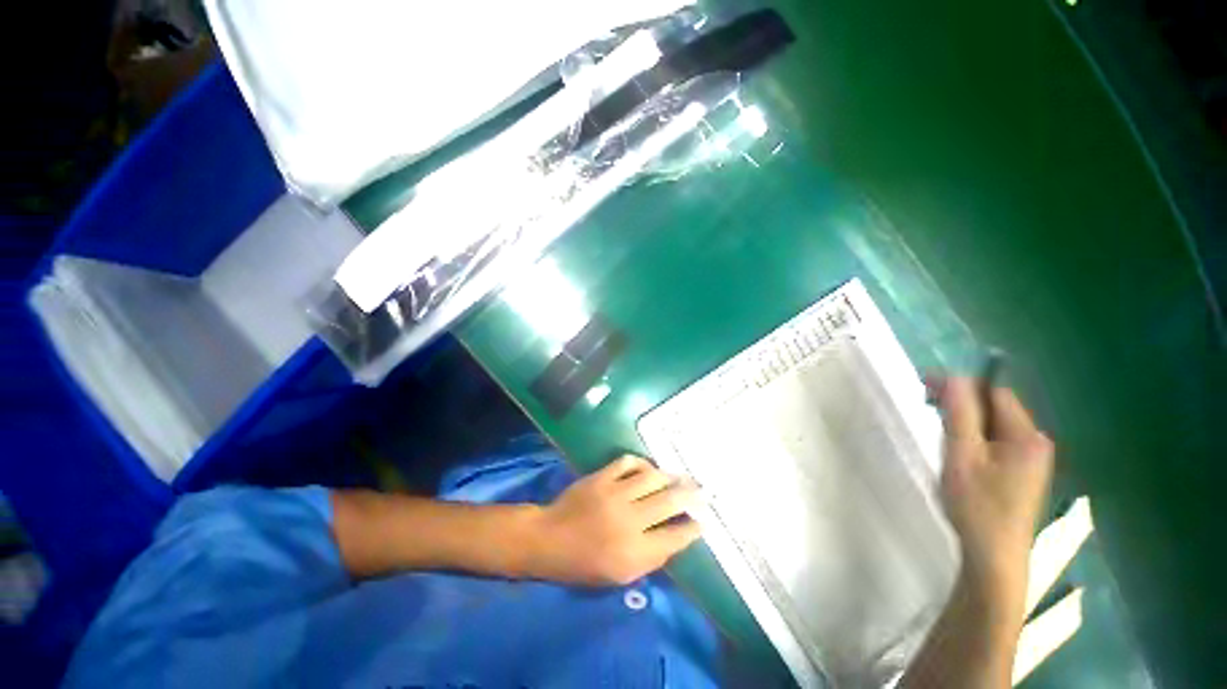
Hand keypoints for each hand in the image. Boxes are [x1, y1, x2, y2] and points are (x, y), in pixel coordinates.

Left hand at [526, 455, 702, 585]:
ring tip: (680, 477)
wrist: (549, 539)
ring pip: (652, 477)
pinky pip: (628, 462)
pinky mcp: (601, 477)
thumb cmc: (584, 564)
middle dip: (692, 496)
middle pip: (670, 502)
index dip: (693, 528)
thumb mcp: (620, 575)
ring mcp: (614, 494)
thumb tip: (676, 537)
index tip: (703, 521)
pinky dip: (642, 463)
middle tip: (703, 491)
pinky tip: (648, 468)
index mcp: (634, 552)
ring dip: (670, 476)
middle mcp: (629, 520)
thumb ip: (651, 558)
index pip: (675, 537)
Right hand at [931, 377, 1054, 602]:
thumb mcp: (962, 455)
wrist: (994, 556)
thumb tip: (954, 377)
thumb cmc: (977, 505)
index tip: (925, 386)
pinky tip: (958, 448)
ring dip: (966, 419)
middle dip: (962, 401)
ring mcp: (1031, 459)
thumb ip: (960, 414)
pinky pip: (996, 440)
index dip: (961, 384)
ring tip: (939, 427)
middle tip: (926, 405)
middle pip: (996, 406)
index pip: (994, 392)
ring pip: (994, 424)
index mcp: (1027, 436)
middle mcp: (1036, 442)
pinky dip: (974, 435)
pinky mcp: (1022, 472)